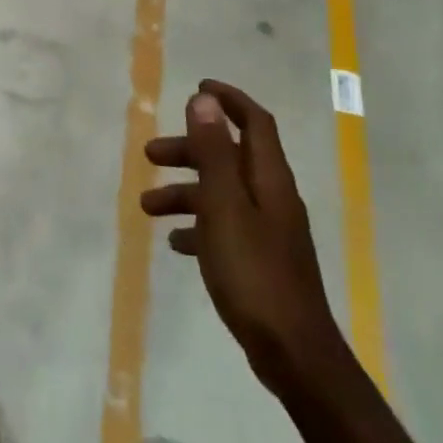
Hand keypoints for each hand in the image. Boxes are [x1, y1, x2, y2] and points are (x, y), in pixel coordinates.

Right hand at [141, 80, 345, 392]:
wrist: (294, 355)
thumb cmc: (254, 273)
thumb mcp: (224, 206)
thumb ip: (213, 152)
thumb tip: (205, 100)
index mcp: (269, 179)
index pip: (255, 122)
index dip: (229, 100)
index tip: (197, 87)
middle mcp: (272, 197)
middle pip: (230, 157)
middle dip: (190, 149)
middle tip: (150, 155)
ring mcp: (269, 231)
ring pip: (223, 194)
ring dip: (186, 192)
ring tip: (148, 208)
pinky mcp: (261, 261)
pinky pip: (225, 228)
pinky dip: (199, 226)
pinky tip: (177, 244)